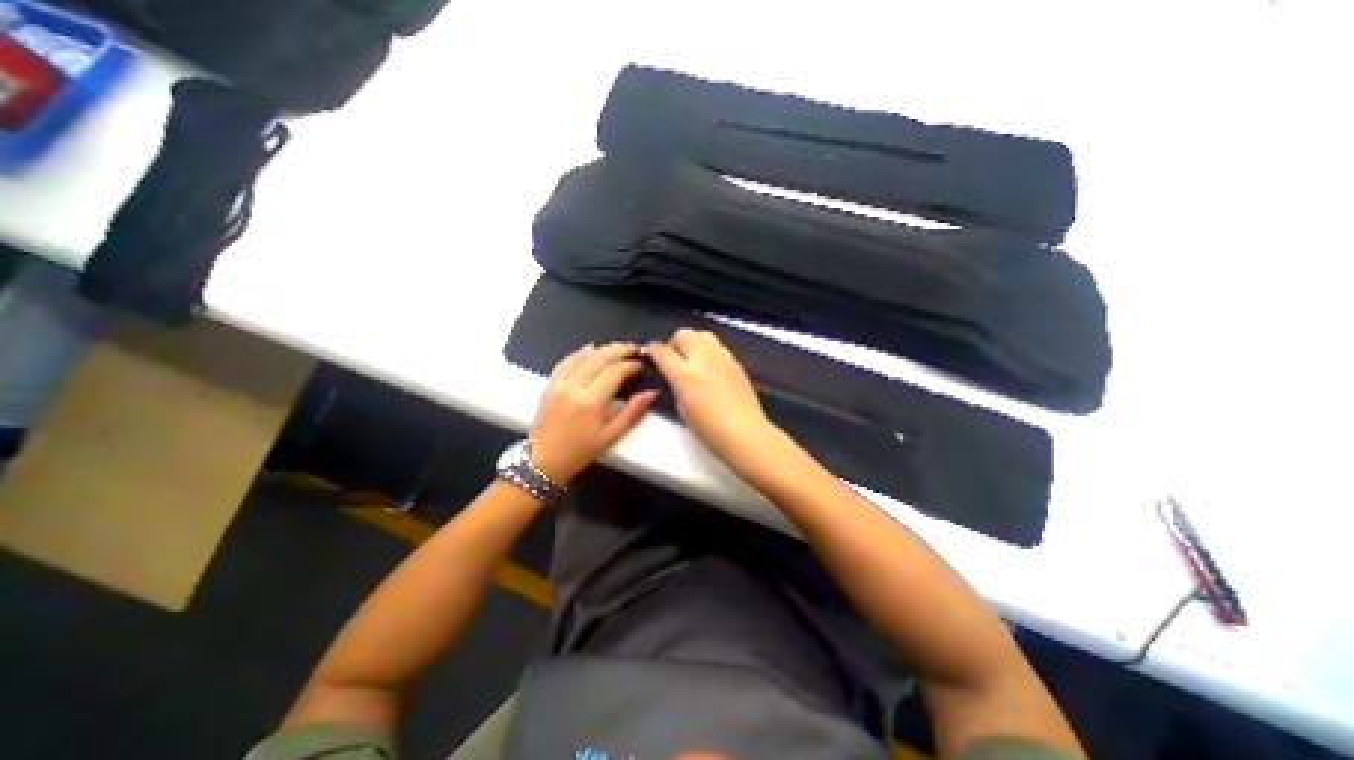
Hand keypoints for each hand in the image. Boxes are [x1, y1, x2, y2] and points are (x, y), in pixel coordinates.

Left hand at [530, 342, 655, 481]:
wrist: (543, 459)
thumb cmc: (579, 451)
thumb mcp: (610, 436)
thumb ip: (632, 412)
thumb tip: (650, 393)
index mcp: (591, 402)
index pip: (614, 372)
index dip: (630, 365)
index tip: (640, 366)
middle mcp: (574, 387)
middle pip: (600, 358)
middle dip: (619, 350)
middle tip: (633, 349)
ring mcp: (559, 383)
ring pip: (584, 356)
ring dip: (602, 349)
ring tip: (617, 347)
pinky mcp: (550, 384)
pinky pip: (567, 361)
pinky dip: (581, 352)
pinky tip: (591, 349)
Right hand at [647, 331, 777, 465]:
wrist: (744, 432)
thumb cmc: (710, 429)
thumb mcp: (682, 409)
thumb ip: (677, 387)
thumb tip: (677, 378)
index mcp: (684, 374)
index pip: (662, 351)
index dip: (654, 351)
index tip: (653, 354)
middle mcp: (702, 359)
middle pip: (683, 334)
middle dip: (675, 343)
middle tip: (675, 358)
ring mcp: (721, 358)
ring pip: (702, 335)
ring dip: (693, 343)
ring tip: (694, 360)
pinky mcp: (736, 361)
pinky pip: (718, 347)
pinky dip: (709, 351)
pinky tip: (711, 369)